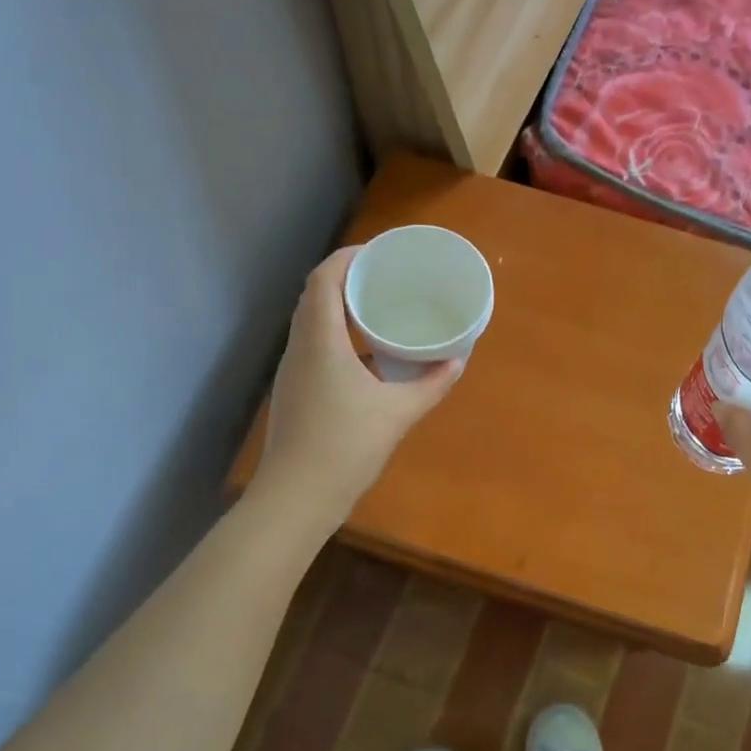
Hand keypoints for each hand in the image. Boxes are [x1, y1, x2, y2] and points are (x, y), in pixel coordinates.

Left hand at [254, 247, 463, 523]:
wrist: (296, 498)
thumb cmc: (345, 447)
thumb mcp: (397, 414)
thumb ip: (430, 385)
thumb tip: (457, 361)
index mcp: (321, 341)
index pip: (323, 280)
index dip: (346, 258)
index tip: (377, 253)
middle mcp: (300, 348)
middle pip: (314, 295)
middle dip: (345, 278)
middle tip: (383, 277)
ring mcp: (293, 371)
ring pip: (311, 321)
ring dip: (338, 306)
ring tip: (375, 307)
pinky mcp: (294, 391)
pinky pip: (313, 345)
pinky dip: (336, 334)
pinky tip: (364, 354)